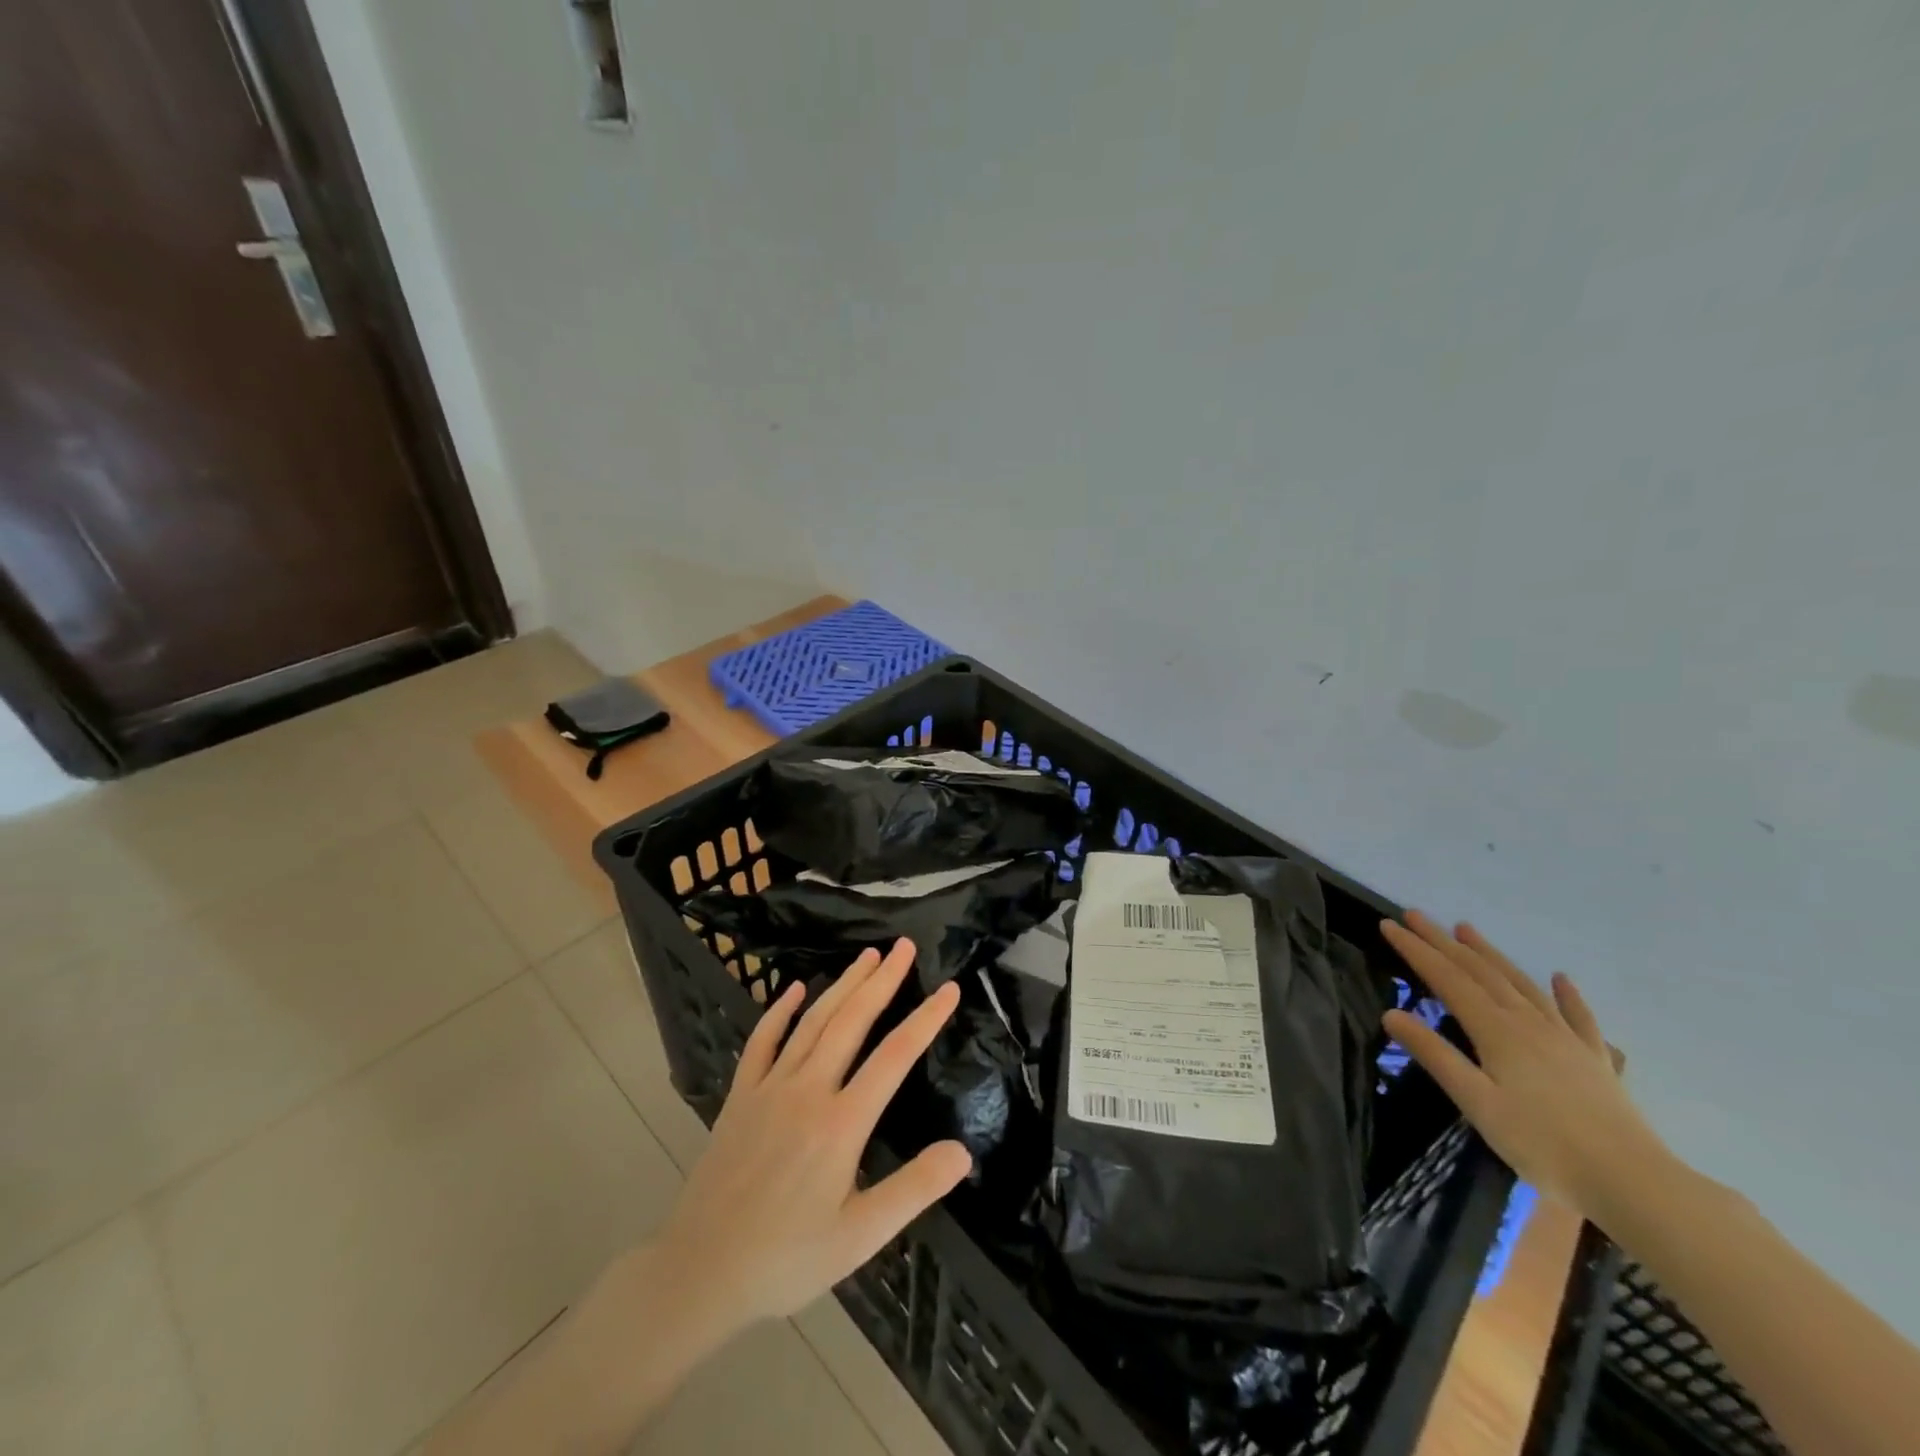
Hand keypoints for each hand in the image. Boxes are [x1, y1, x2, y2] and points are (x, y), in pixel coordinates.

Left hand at [652, 939, 970, 1333]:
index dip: (925, 1019)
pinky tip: (793, 989)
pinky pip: (762, 1041)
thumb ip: (913, 1189)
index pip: (895, 1056)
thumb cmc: (787, 1258)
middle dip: (882, 980)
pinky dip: (779, 1011)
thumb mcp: (860, 1237)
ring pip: (813, 1021)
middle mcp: (807, 1090)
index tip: (949, 988)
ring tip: (867, 956)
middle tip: (905, 946)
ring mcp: (769, 1088)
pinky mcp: (740, 1096)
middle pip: (852, 1021)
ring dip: (843, 984)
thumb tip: (963, 1151)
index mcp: (841, 1123)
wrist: (700, 1271)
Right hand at [1380, 912, 1668, 1221]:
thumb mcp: (1476, 1103)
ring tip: (1467, 929)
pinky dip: (1566, 994)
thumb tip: (1391, 1014)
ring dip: (1490, 954)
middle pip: (1479, 971)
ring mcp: (1566, 1038)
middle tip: (1415, 915)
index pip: (1446, 978)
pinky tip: (1561, 979)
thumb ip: (1435, 1056)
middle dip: (1443, 941)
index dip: (1416, 950)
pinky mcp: (1595, 1059)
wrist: (1634, 1183)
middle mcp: (1528, 1022)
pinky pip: (1578, 1016)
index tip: (1388, 925)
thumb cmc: (1543, 1145)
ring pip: (1521, 984)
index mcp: (1496, 1030)